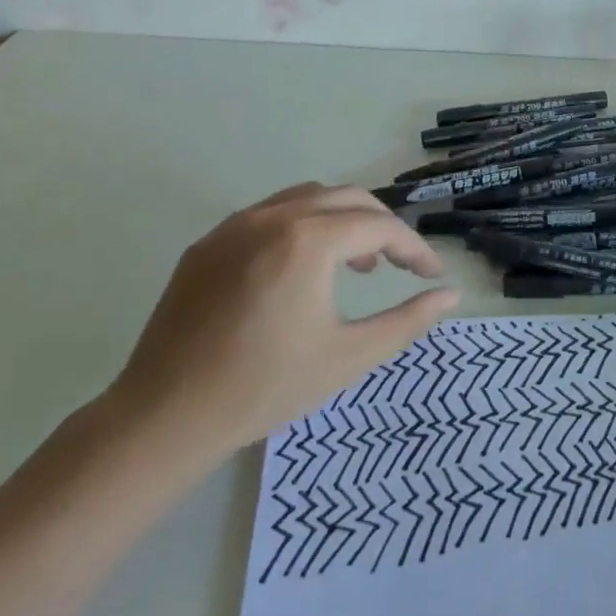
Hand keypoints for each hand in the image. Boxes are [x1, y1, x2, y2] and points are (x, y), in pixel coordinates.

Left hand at [109, 183, 459, 467]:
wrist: (164, 417)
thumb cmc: (265, 388)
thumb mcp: (349, 357)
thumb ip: (408, 321)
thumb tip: (451, 295)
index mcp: (308, 240)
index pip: (379, 226)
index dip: (413, 248)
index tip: (431, 275)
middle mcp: (272, 217)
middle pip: (347, 198)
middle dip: (381, 225)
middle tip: (397, 265)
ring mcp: (233, 226)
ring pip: (306, 198)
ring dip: (341, 220)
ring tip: (354, 265)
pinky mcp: (207, 244)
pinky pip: (268, 215)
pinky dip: (301, 226)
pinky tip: (299, 270)